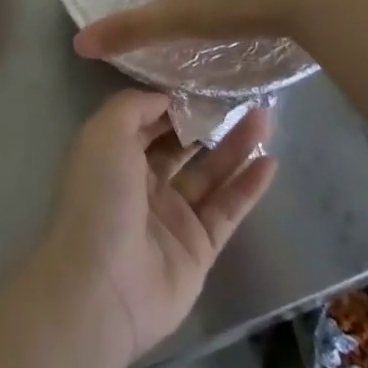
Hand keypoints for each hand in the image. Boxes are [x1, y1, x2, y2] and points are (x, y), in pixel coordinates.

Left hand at [41, 90, 276, 363]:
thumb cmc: (98, 198)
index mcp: (113, 155)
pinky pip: (227, 210)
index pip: (148, 121)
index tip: (205, 81)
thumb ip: (134, 106)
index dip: (174, 102)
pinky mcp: (198, 248)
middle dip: (208, 121)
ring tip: (265, 118)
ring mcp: (171, 217)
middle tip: (242, 96)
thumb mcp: (104, 133)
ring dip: (236, 147)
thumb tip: (167, 98)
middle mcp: (141, 183)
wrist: (101, 287)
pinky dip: (248, 187)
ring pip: (210, 174)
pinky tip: (270, 161)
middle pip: (181, 146)